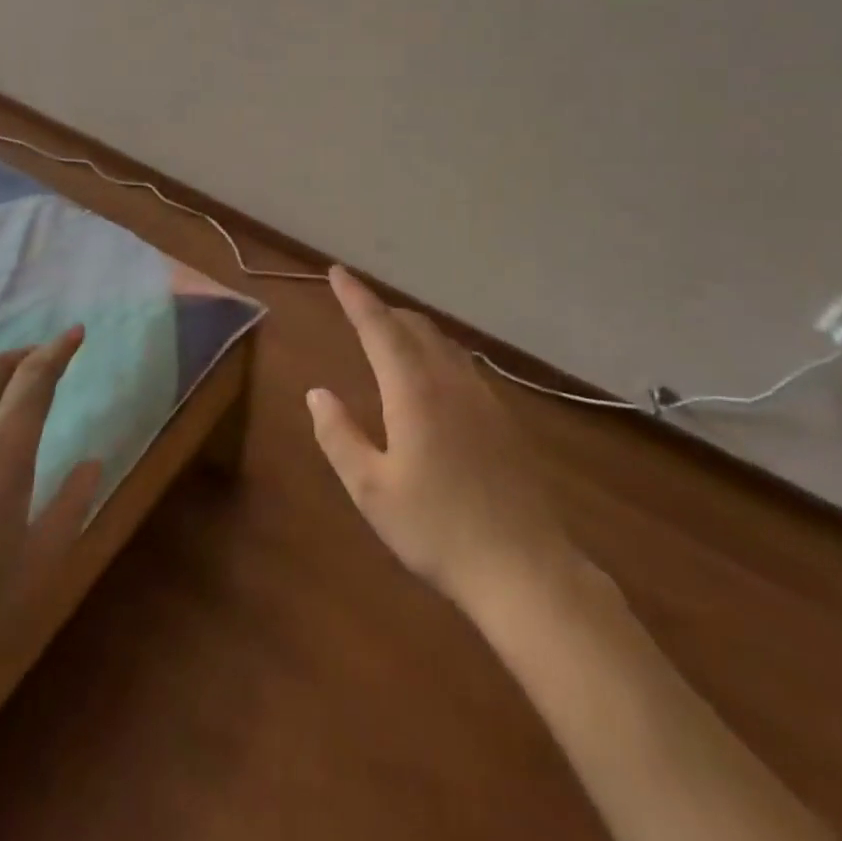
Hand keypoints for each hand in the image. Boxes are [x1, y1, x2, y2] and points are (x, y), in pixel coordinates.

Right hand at [309, 267, 599, 618]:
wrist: (524, 568)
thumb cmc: (436, 529)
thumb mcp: (370, 490)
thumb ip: (339, 435)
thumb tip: (317, 393)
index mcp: (413, 391)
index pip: (378, 327)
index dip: (355, 297)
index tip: (337, 272)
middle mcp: (449, 381)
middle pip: (413, 327)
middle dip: (382, 310)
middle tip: (356, 307)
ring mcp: (482, 397)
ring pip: (442, 343)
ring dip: (410, 329)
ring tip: (389, 334)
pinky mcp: (502, 418)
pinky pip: (461, 364)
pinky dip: (435, 351)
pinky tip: (432, 376)